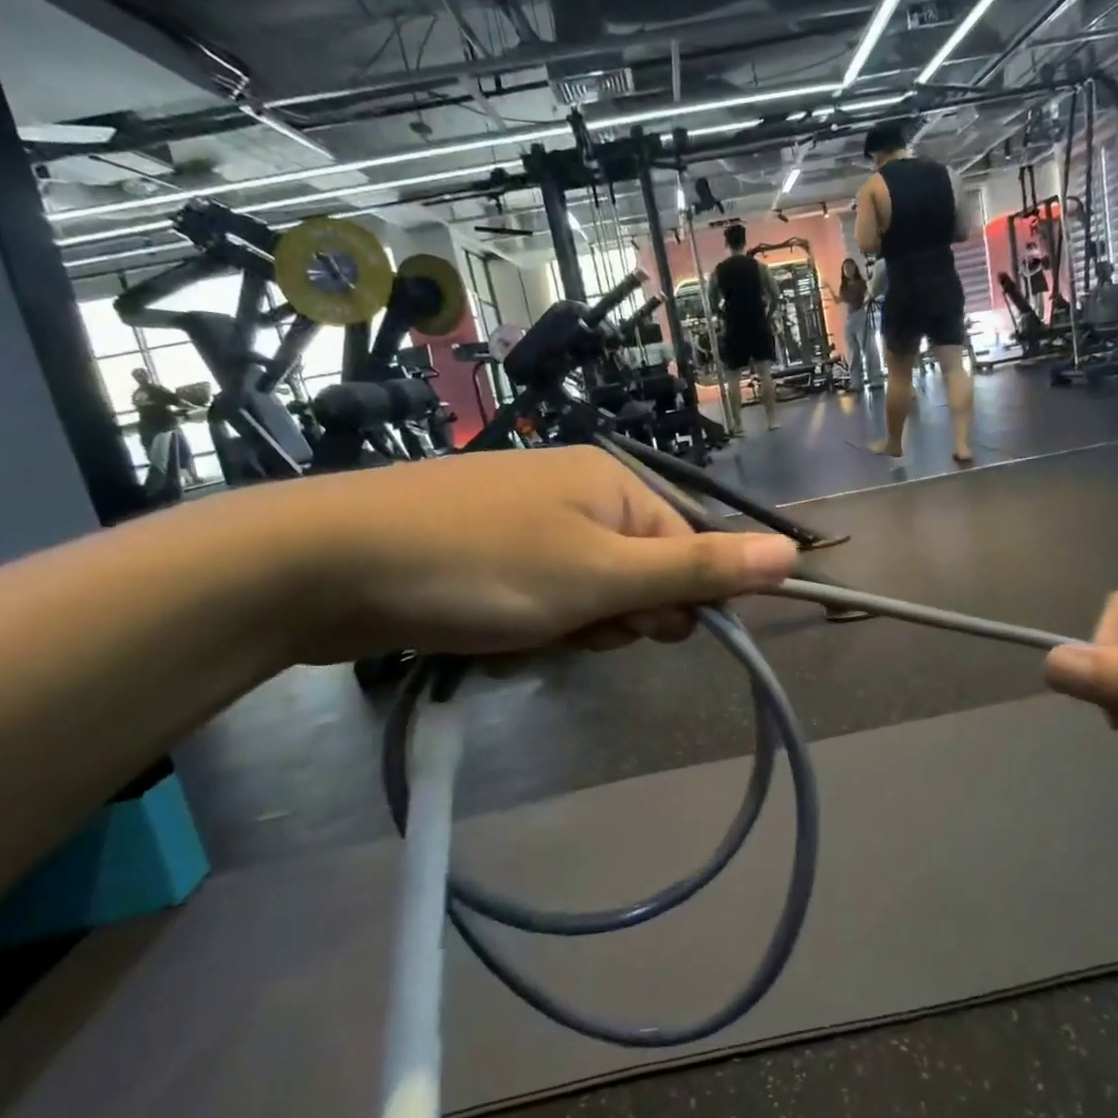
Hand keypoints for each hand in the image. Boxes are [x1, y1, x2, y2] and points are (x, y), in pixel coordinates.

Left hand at [264, 448, 798, 662]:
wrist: (326, 563)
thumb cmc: (483, 568)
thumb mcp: (603, 578)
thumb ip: (698, 570)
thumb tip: (791, 555)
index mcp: (615, 485)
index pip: (687, 550)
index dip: (674, 604)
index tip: (637, 632)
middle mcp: (577, 492)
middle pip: (638, 573)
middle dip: (613, 617)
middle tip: (569, 627)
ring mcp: (525, 519)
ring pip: (586, 594)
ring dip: (567, 628)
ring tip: (518, 632)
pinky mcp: (483, 549)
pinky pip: (538, 596)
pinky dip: (525, 625)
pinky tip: (486, 632)